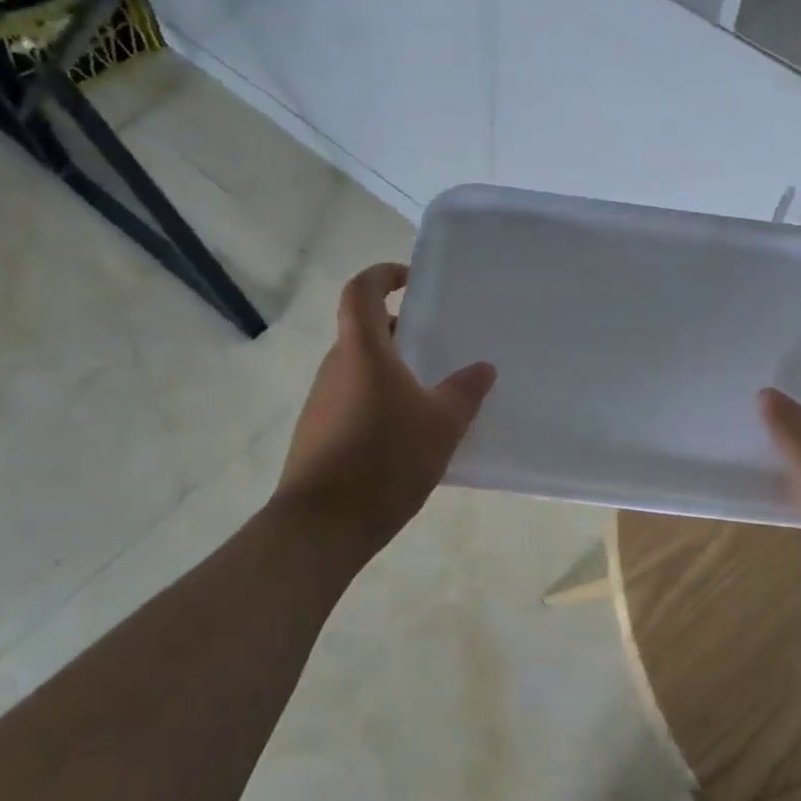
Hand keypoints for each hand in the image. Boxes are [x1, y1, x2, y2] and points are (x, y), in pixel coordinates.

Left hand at [276, 263, 495, 551]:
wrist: (322, 526)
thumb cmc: (385, 460)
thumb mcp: (442, 424)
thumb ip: (465, 391)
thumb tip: (483, 368)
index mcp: (362, 351)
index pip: (361, 290)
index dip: (383, 274)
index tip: (411, 280)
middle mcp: (336, 367)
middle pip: (363, 331)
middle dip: (399, 331)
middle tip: (436, 346)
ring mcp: (322, 401)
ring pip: (359, 368)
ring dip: (391, 370)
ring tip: (430, 395)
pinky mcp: (317, 433)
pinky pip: (353, 399)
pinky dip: (379, 400)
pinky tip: (406, 434)